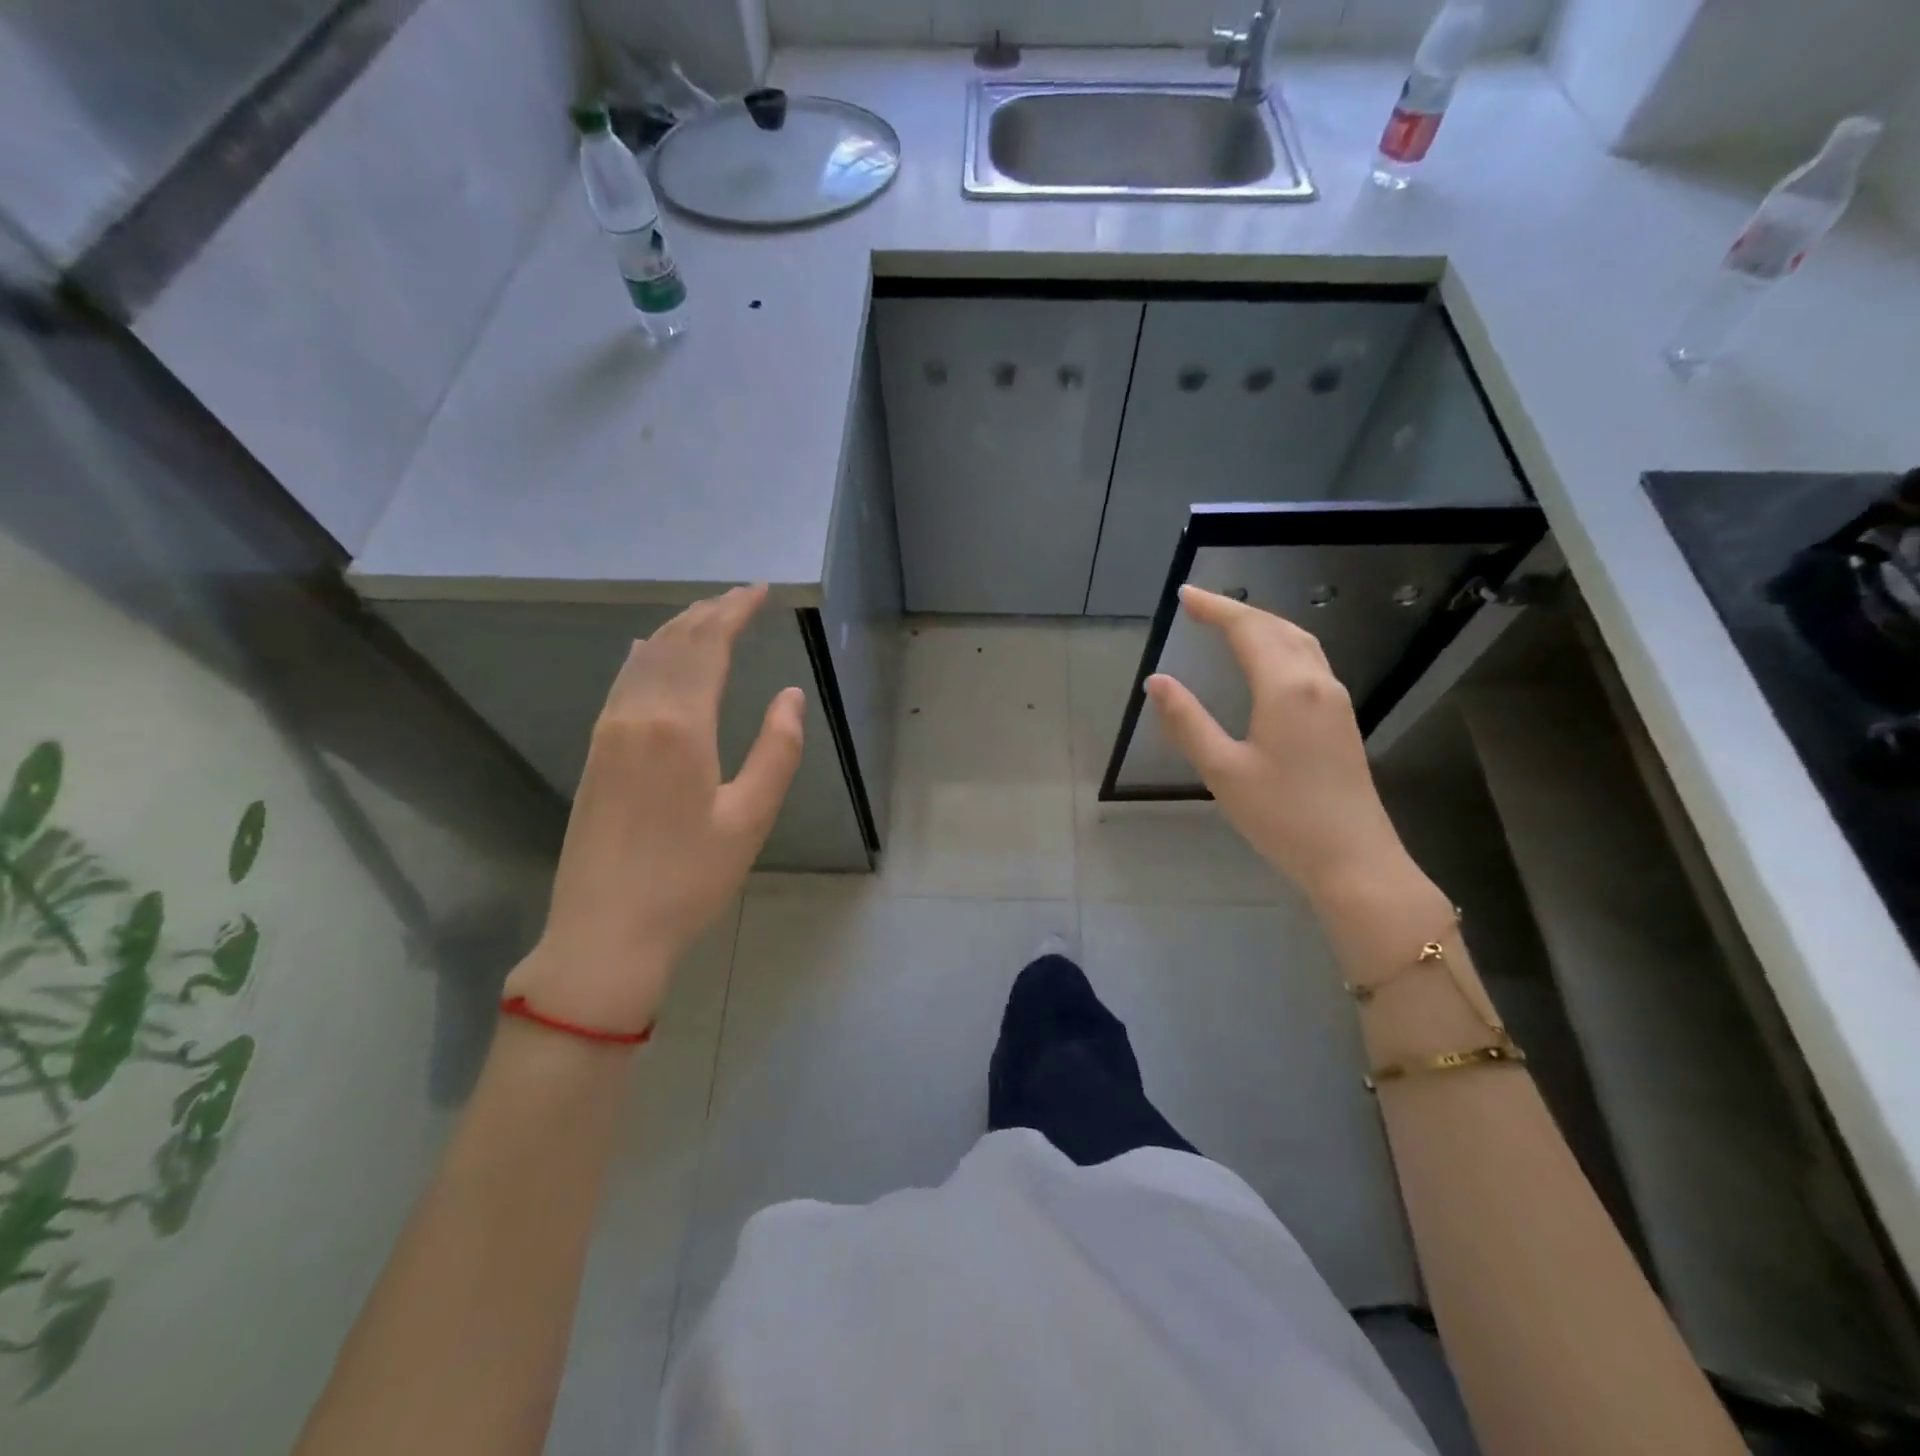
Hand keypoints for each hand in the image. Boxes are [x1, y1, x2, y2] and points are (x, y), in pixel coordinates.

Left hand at [503, 585, 804, 1035]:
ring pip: (645, 660)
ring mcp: (608, 733)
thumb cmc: (689, 880)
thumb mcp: (750, 818)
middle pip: (675, 645)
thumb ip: (777, 750)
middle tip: (740, 596)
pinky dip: (645, 657)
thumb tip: (790, 696)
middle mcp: (638, 716)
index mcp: (680, 727)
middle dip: (708, 613)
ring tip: (706, 615)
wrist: (605, 933)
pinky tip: (649, 652)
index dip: (734, 612)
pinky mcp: (595, 753)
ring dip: (678, 630)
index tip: (759, 590)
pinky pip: (623, 683)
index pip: (708, 647)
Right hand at [1144, 585, 1417, 907]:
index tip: (1184, 595)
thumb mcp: (1223, 771)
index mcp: (1285, 688)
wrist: (1354, 859)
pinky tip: (1267, 661)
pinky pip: (1309, 661)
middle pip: (1277, 627)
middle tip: (1200, 606)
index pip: (1248, 630)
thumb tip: (1157, 681)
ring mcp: (1335, 700)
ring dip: (1263, 625)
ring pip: (1300, 642)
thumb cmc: (1283, 817)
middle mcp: (1316, 683)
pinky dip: (1281, 645)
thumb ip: (1187, 722)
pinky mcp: (1341, 720)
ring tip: (1229, 624)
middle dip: (1238, 610)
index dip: (1215, 608)